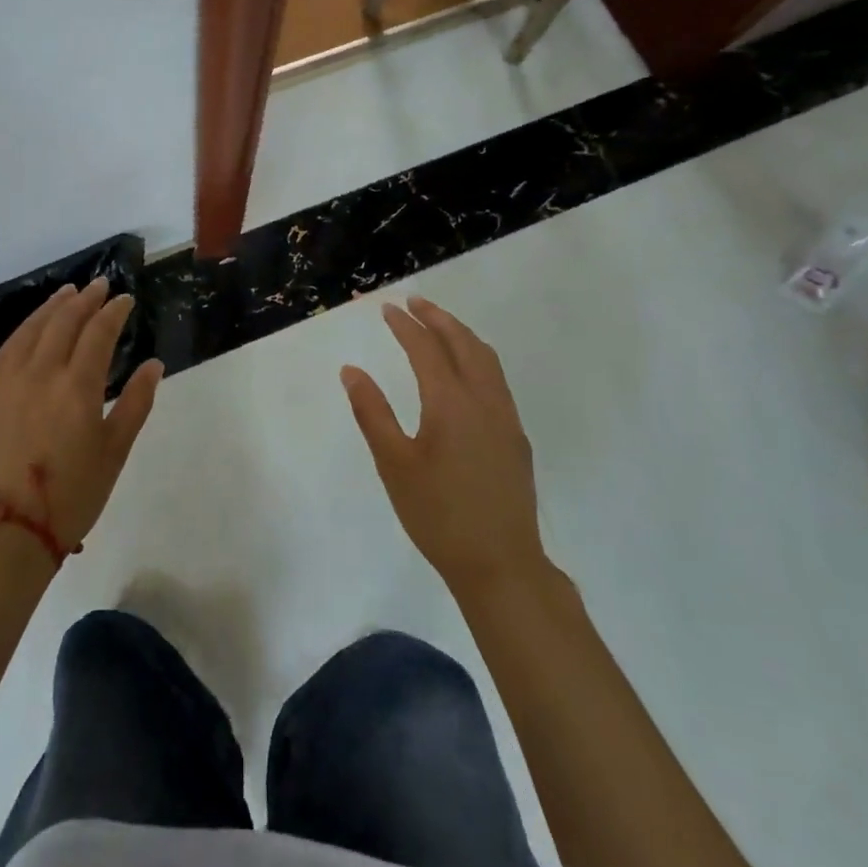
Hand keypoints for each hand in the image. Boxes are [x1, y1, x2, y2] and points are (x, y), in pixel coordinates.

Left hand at [0, 278, 162, 551]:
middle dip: (85, 299)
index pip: (98, 333)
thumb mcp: (115, 452)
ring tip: (68, 291)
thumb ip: (135, 403)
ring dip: (53, 306)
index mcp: (78, 387)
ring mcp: (11, 382)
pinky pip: (8, 348)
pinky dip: (25, 328)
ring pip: (33, 329)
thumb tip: (154, 365)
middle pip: (64, 322)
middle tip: (101, 285)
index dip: (114, 311)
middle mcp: (42, 374)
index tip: (126, 299)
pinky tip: (33, 325)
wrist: (7, 531)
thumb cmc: (72, 495)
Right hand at [341, 295, 543, 596]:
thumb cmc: (438, 515)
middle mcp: (483, 400)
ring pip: (486, 358)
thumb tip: (351, 370)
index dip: (405, 325)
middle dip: (437, 317)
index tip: (387, 308)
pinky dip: (477, 357)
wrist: (501, 565)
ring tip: (439, 324)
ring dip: (461, 334)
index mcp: (450, 402)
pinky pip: (497, 379)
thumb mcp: (394, 464)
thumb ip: (372, 412)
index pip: (426, 348)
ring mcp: (505, 418)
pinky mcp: (516, 437)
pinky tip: (465, 370)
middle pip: (463, 342)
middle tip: (414, 302)